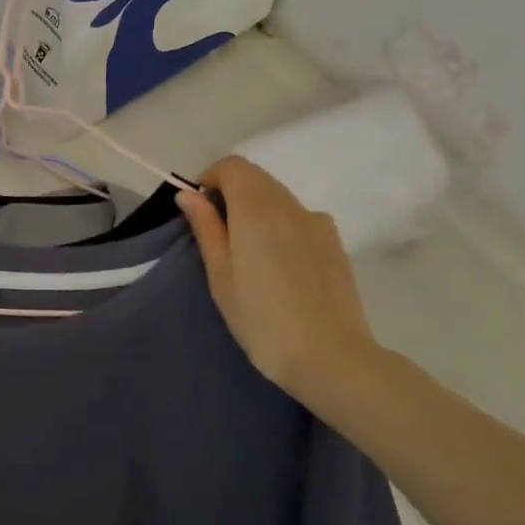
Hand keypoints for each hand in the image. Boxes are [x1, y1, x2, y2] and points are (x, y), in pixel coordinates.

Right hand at [176, 155, 376, 399]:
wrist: (331, 358)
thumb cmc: (262, 319)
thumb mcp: (220, 275)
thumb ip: (206, 228)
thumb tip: (189, 195)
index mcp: (257, 208)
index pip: (233, 166)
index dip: (211, 180)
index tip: (200, 212)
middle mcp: (291, 205)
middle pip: (257, 178)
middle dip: (232, 194)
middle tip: (219, 237)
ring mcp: (319, 223)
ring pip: (279, 198)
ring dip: (256, 210)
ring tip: (249, 257)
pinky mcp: (336, 244)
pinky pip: (299, 219)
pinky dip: (281, 226)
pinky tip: (280, 268)